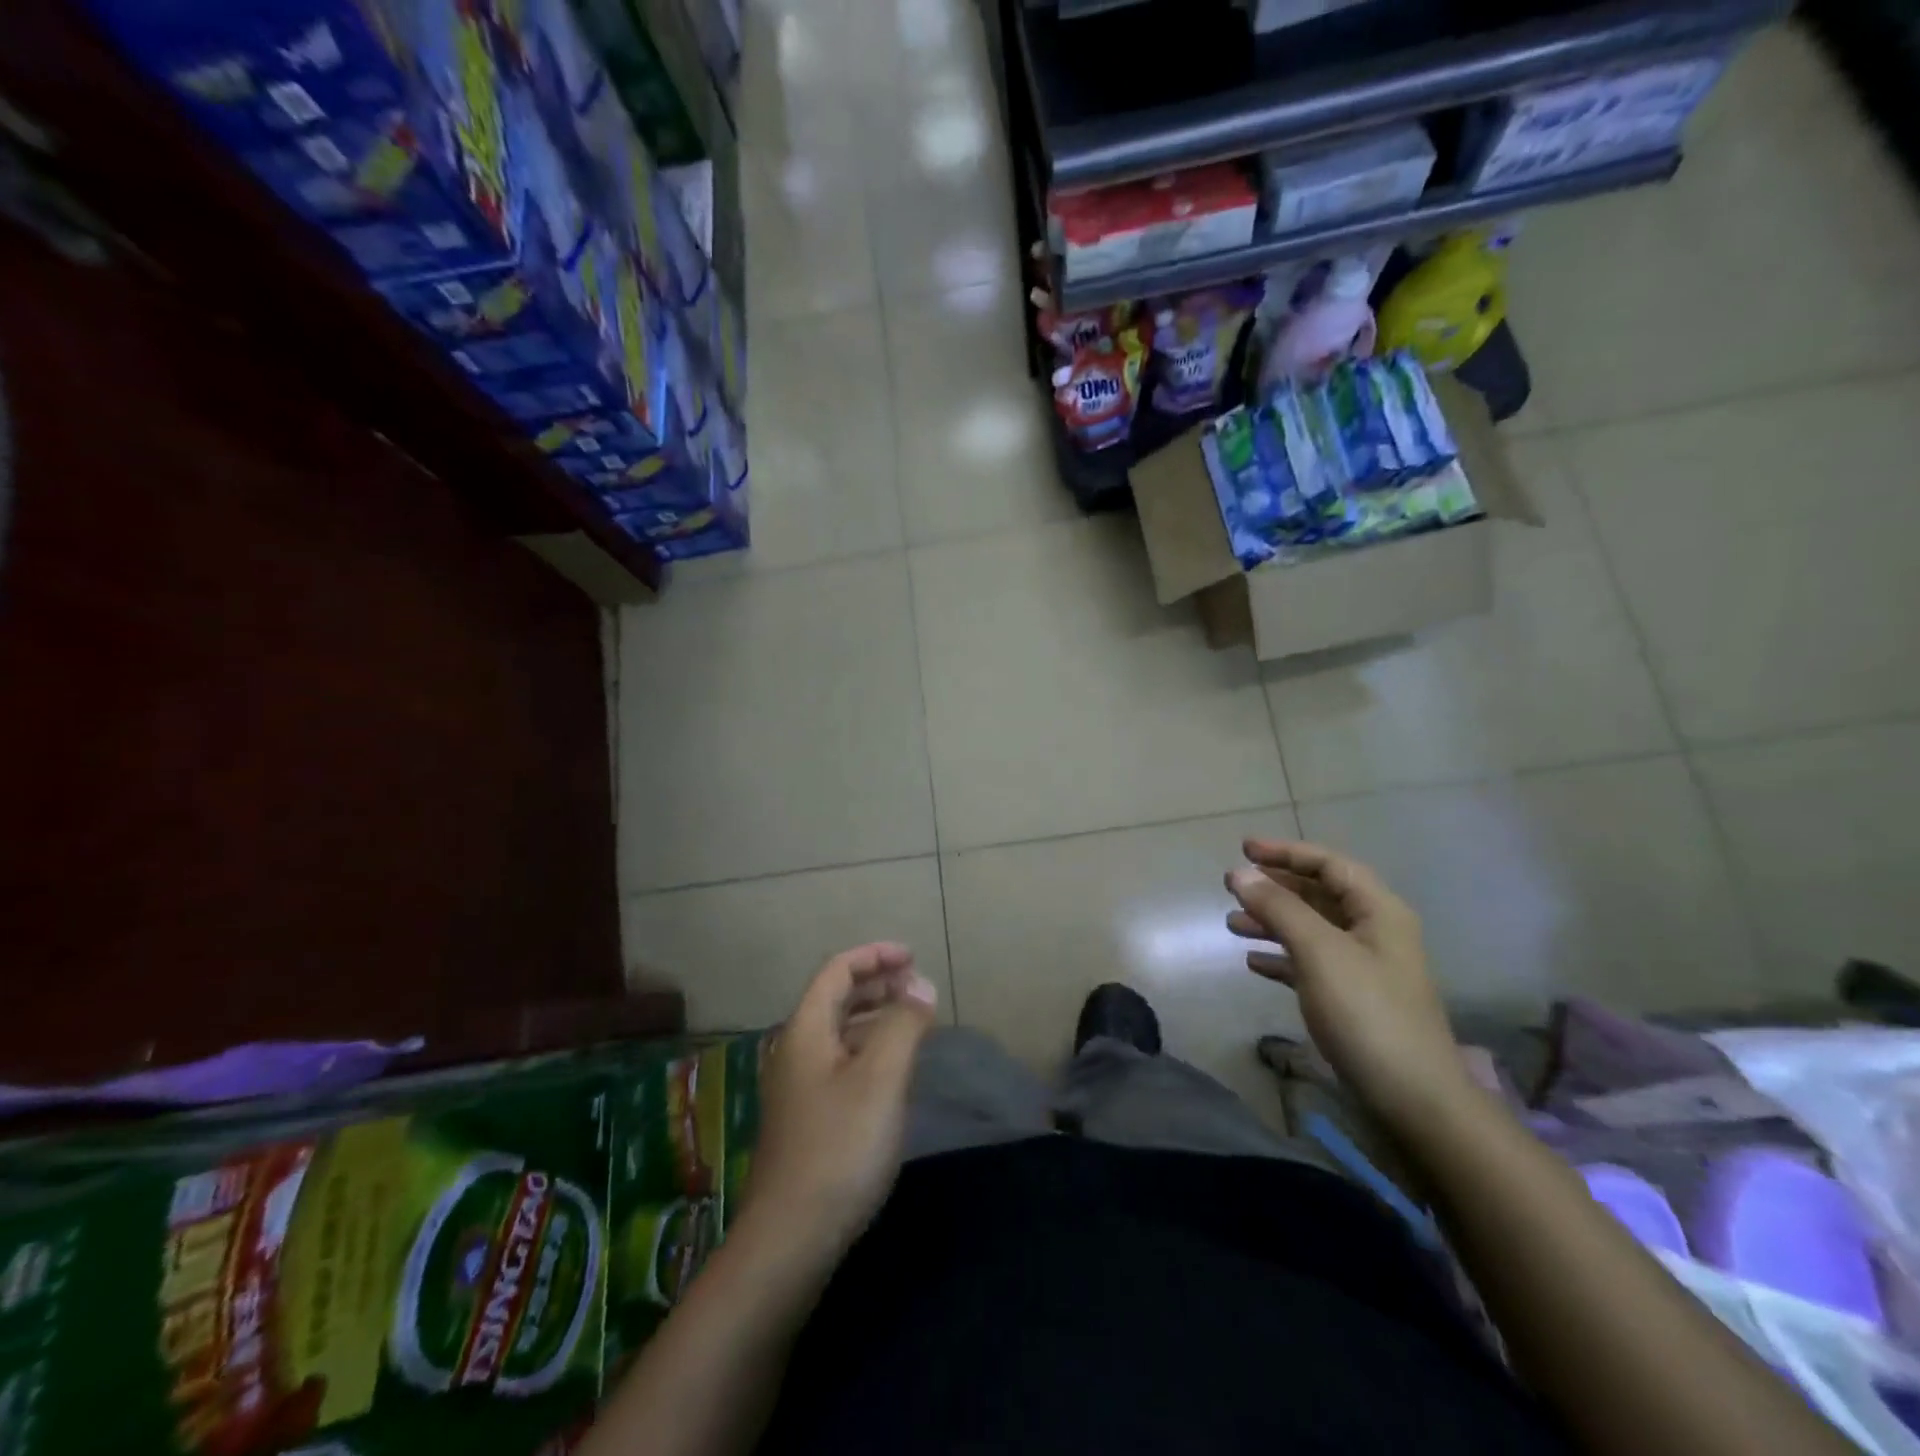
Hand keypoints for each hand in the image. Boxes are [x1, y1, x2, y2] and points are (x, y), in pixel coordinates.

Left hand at [744, 943, 937, 1258]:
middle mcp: (796, 1051)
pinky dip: (869, 1050)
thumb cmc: (839, 1148)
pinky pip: (841, 1063)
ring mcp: (798, 1088)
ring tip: (913, 1022)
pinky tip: (893, 1072)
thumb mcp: (881, 1079)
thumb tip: (921, 985)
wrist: (789, 1241)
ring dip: (875, 1017)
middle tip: (918, 987)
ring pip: (839, 1032)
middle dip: (877, 984)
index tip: (913, 958)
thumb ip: (903, 1024)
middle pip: (835, 998)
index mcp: (806, 1030)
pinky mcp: (807, 1119)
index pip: (837, 970)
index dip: (875, 956)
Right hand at [1225, 838, 1472, 1131]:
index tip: (1243, 850)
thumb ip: (1278, 908)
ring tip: (1232, 925)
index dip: (1287, 852)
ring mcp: (1364, 968)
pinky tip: (1253, 964)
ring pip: (1311, 929)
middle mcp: (1374, 933)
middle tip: (1231, 886)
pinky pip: (1310, 963)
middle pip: (1319, 895)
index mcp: (1378, 911)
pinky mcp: (1352, 1001)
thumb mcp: (1319, 951)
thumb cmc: (1367, 1013)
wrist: (1413, 1100)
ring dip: (1272, 922)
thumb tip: (1239, 873)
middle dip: (1274, 888)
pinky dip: (1281, 957)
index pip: (1330, 864)